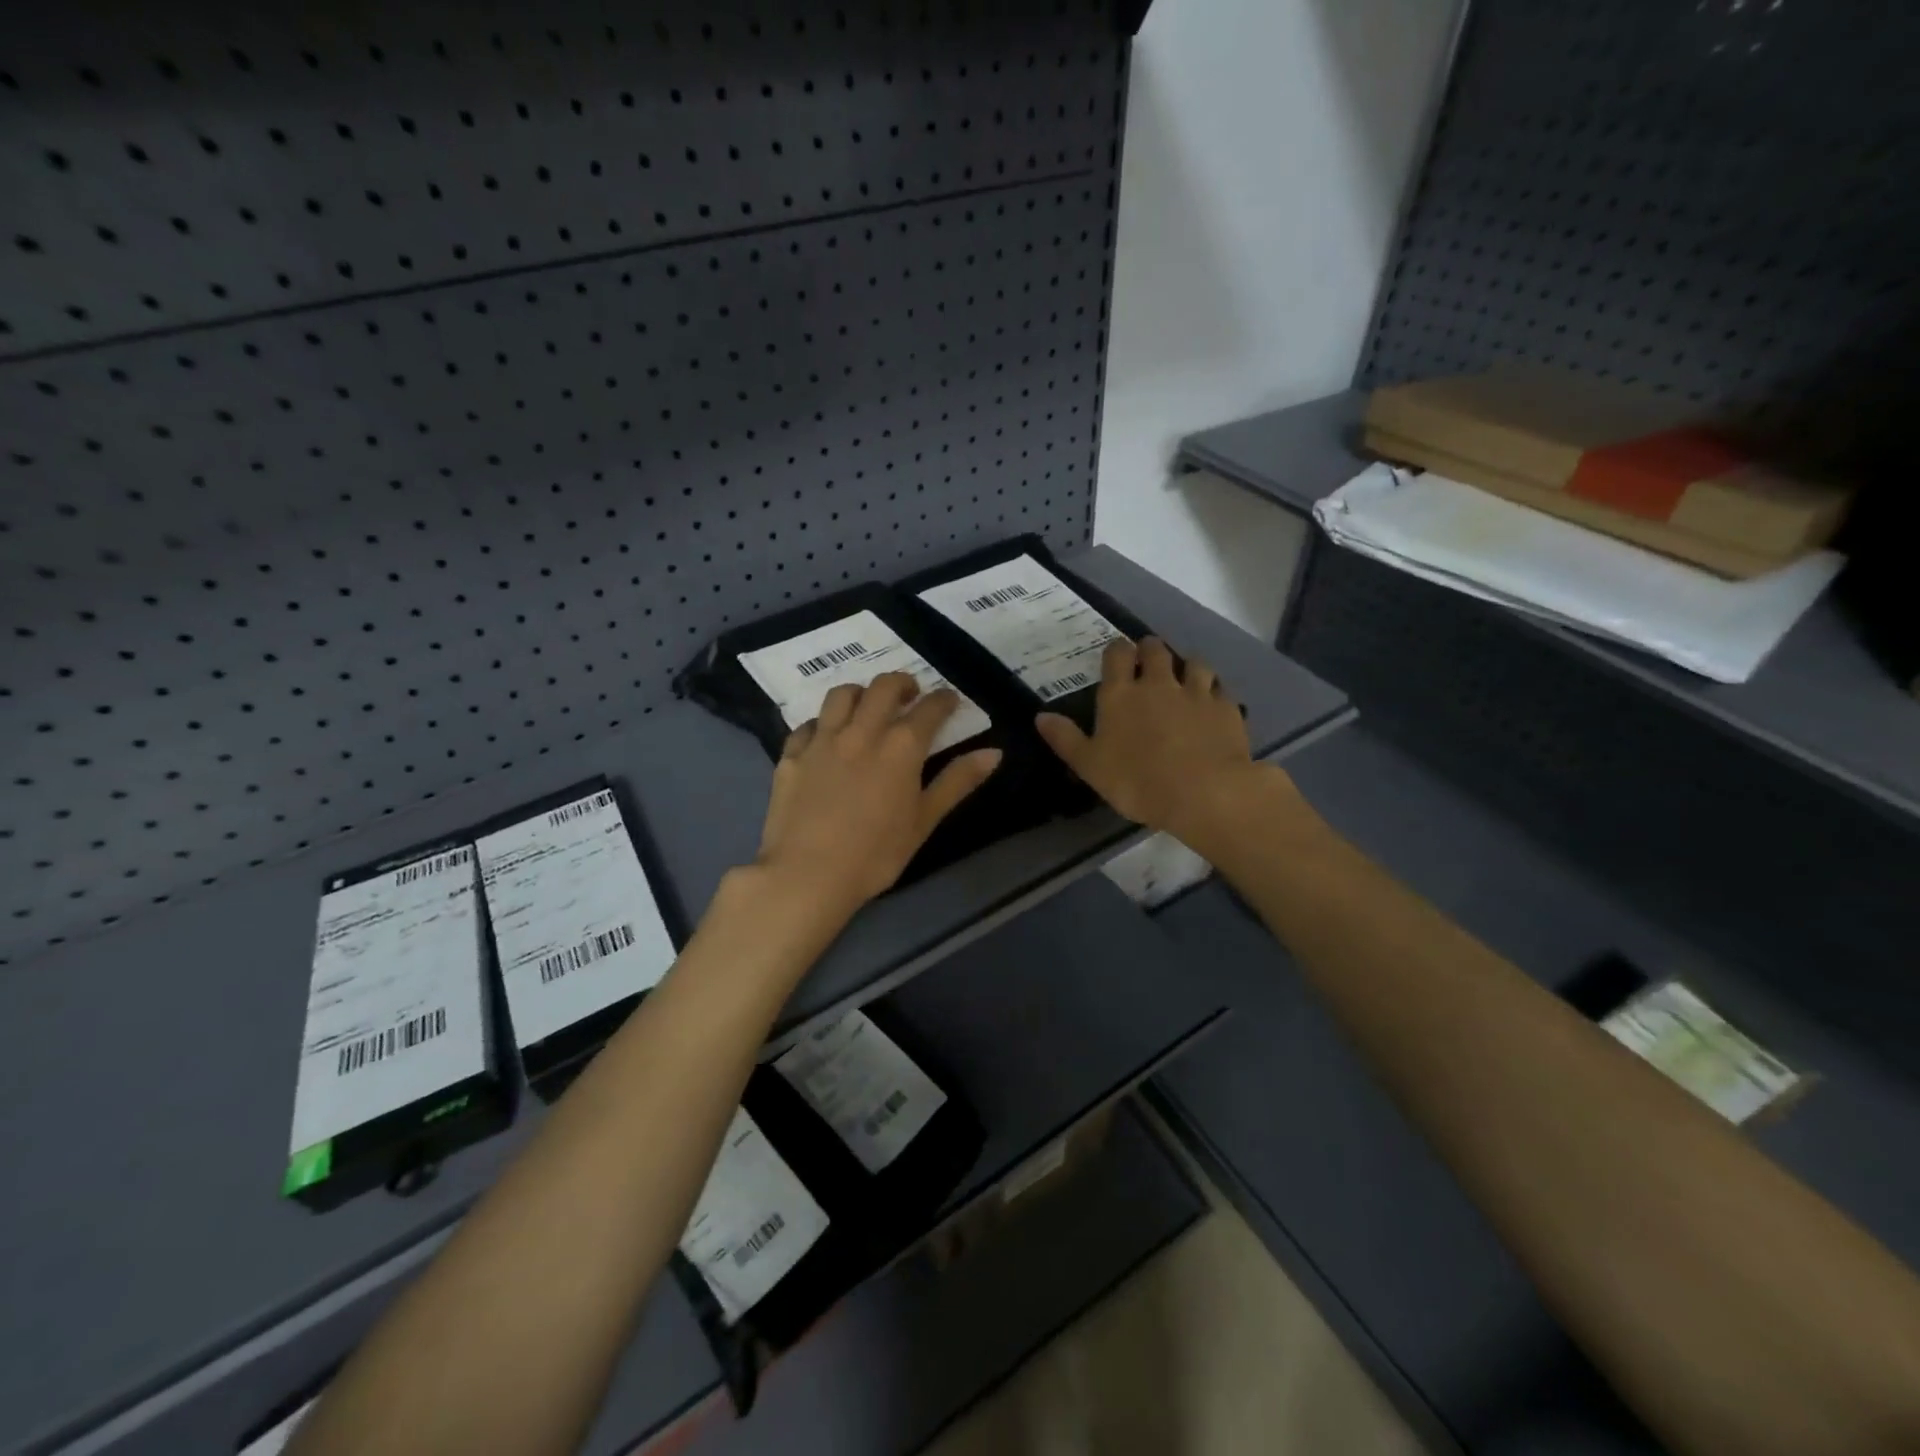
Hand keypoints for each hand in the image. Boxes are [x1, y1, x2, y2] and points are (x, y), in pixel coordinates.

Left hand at [755, 672, 1001, 923]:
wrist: (807, 875)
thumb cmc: (876, 854)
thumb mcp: (924, 821)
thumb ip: (957, 782)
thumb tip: (994, 753)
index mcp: (901, 747)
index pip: (929, 709)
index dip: (943, 700)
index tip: (949, 700)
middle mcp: (861, 732)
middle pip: (883, 688)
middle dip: (902, 683)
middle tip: (910, 694)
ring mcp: (822, 741)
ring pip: (841, 695)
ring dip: (861, 692)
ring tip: (867, 705)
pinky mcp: (792, 755)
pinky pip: (808, 725)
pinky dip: (823, 723)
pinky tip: (827, 737)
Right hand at [1035, 637, 1289, 852]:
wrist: (1204, 792)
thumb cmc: (1136, 782)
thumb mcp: (1090, 766)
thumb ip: (1066, 739)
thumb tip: (1041, 716)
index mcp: (1121, 694)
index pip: (1117, 655)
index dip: (1117, 651)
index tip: (1118, 654)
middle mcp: (1158, 683)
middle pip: (1156, 650)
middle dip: (1150, 649)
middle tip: (1148, 659)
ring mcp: (1196, 692)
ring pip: (1194, 663)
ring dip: (1186, 665)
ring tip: (1184, 676)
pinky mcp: (1226, 708)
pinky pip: (1220, 689)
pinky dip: (1214, 691)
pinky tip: (1213, 703)